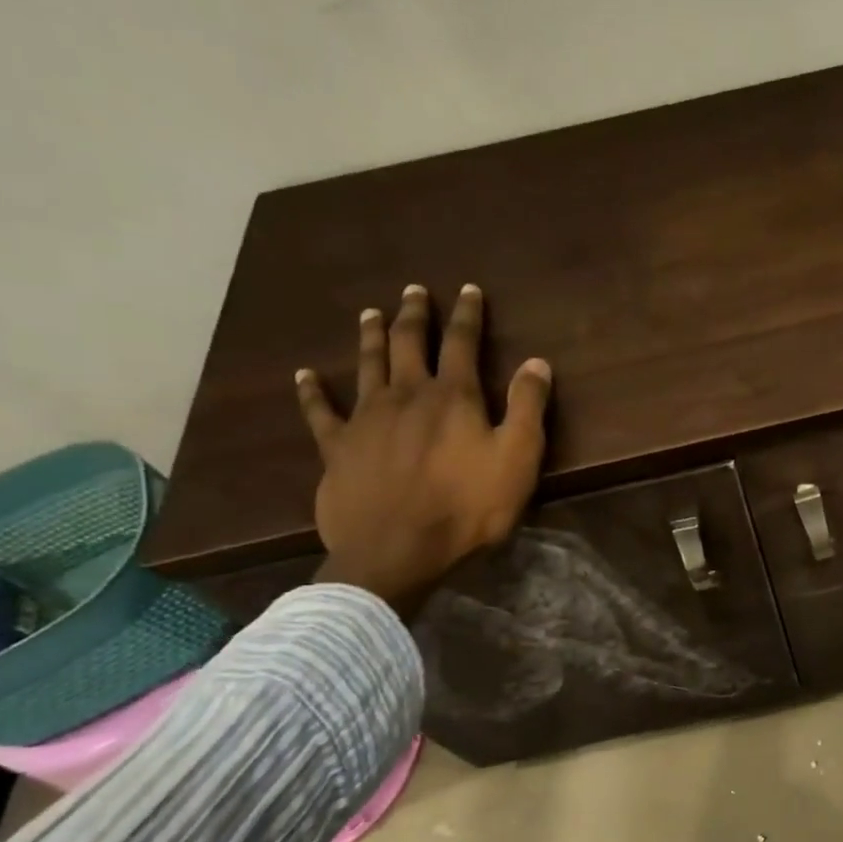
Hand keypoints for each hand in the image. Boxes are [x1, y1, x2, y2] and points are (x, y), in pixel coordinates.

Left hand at [296, 283, 550, 613]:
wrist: (397, 552)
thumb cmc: (468, 508)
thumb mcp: (518, 458)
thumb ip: (528, 407)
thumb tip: (537, 362)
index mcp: (454, 397)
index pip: (462, 343)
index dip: (468, 315)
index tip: (469, 290)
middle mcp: (406, 395)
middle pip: (408, 344)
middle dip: (414, 315)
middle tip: (413, 291)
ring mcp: (366, 420)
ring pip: (367, 365)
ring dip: (370, 337)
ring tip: (369, 313)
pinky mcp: (337, 448)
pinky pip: (320, 412)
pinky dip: (312, 391)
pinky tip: (305, 375)